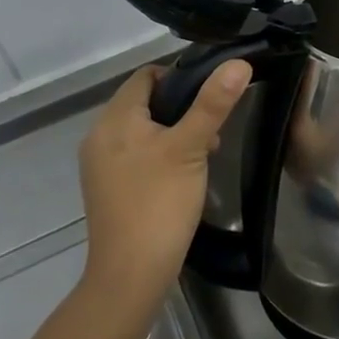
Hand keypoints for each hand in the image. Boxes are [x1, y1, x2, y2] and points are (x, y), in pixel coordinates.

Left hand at [79, 60, 249, 310]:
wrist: (130, 276)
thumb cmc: (159, 203)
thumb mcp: (191, 147)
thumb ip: (213, 103)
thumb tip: (238, 62)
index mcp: (114, 119)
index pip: (146, 75)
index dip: (180, 76)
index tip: (211, 94)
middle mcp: (100, 135)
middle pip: (144, 102)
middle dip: (181, 108)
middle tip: (212, 129)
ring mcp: (100, 164)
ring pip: (142, 130)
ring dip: (173, 132)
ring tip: (203, 153)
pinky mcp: (107, 188)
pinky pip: (135, 154)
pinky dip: (159, 154)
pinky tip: (182, 175)